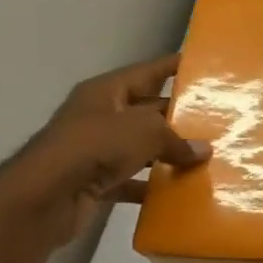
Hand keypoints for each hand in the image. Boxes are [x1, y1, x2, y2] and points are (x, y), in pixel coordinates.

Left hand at [0, 54, 210, 246]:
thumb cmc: (95, 147)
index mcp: (107, 92)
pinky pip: (132, 179)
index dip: (173, 67)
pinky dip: (152, 185)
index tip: (203, 65)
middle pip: (147, 111)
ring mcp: (96, 150)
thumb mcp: (145, 131)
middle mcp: (100, 116)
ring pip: (141, 147)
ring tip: (206, 156)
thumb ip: (177, 139)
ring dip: (168, 153)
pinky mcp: (95, 181)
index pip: (148, 72)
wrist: (45, 197)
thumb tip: (203, 151)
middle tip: (217, 119)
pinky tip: (179, 192)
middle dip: (179, 116)